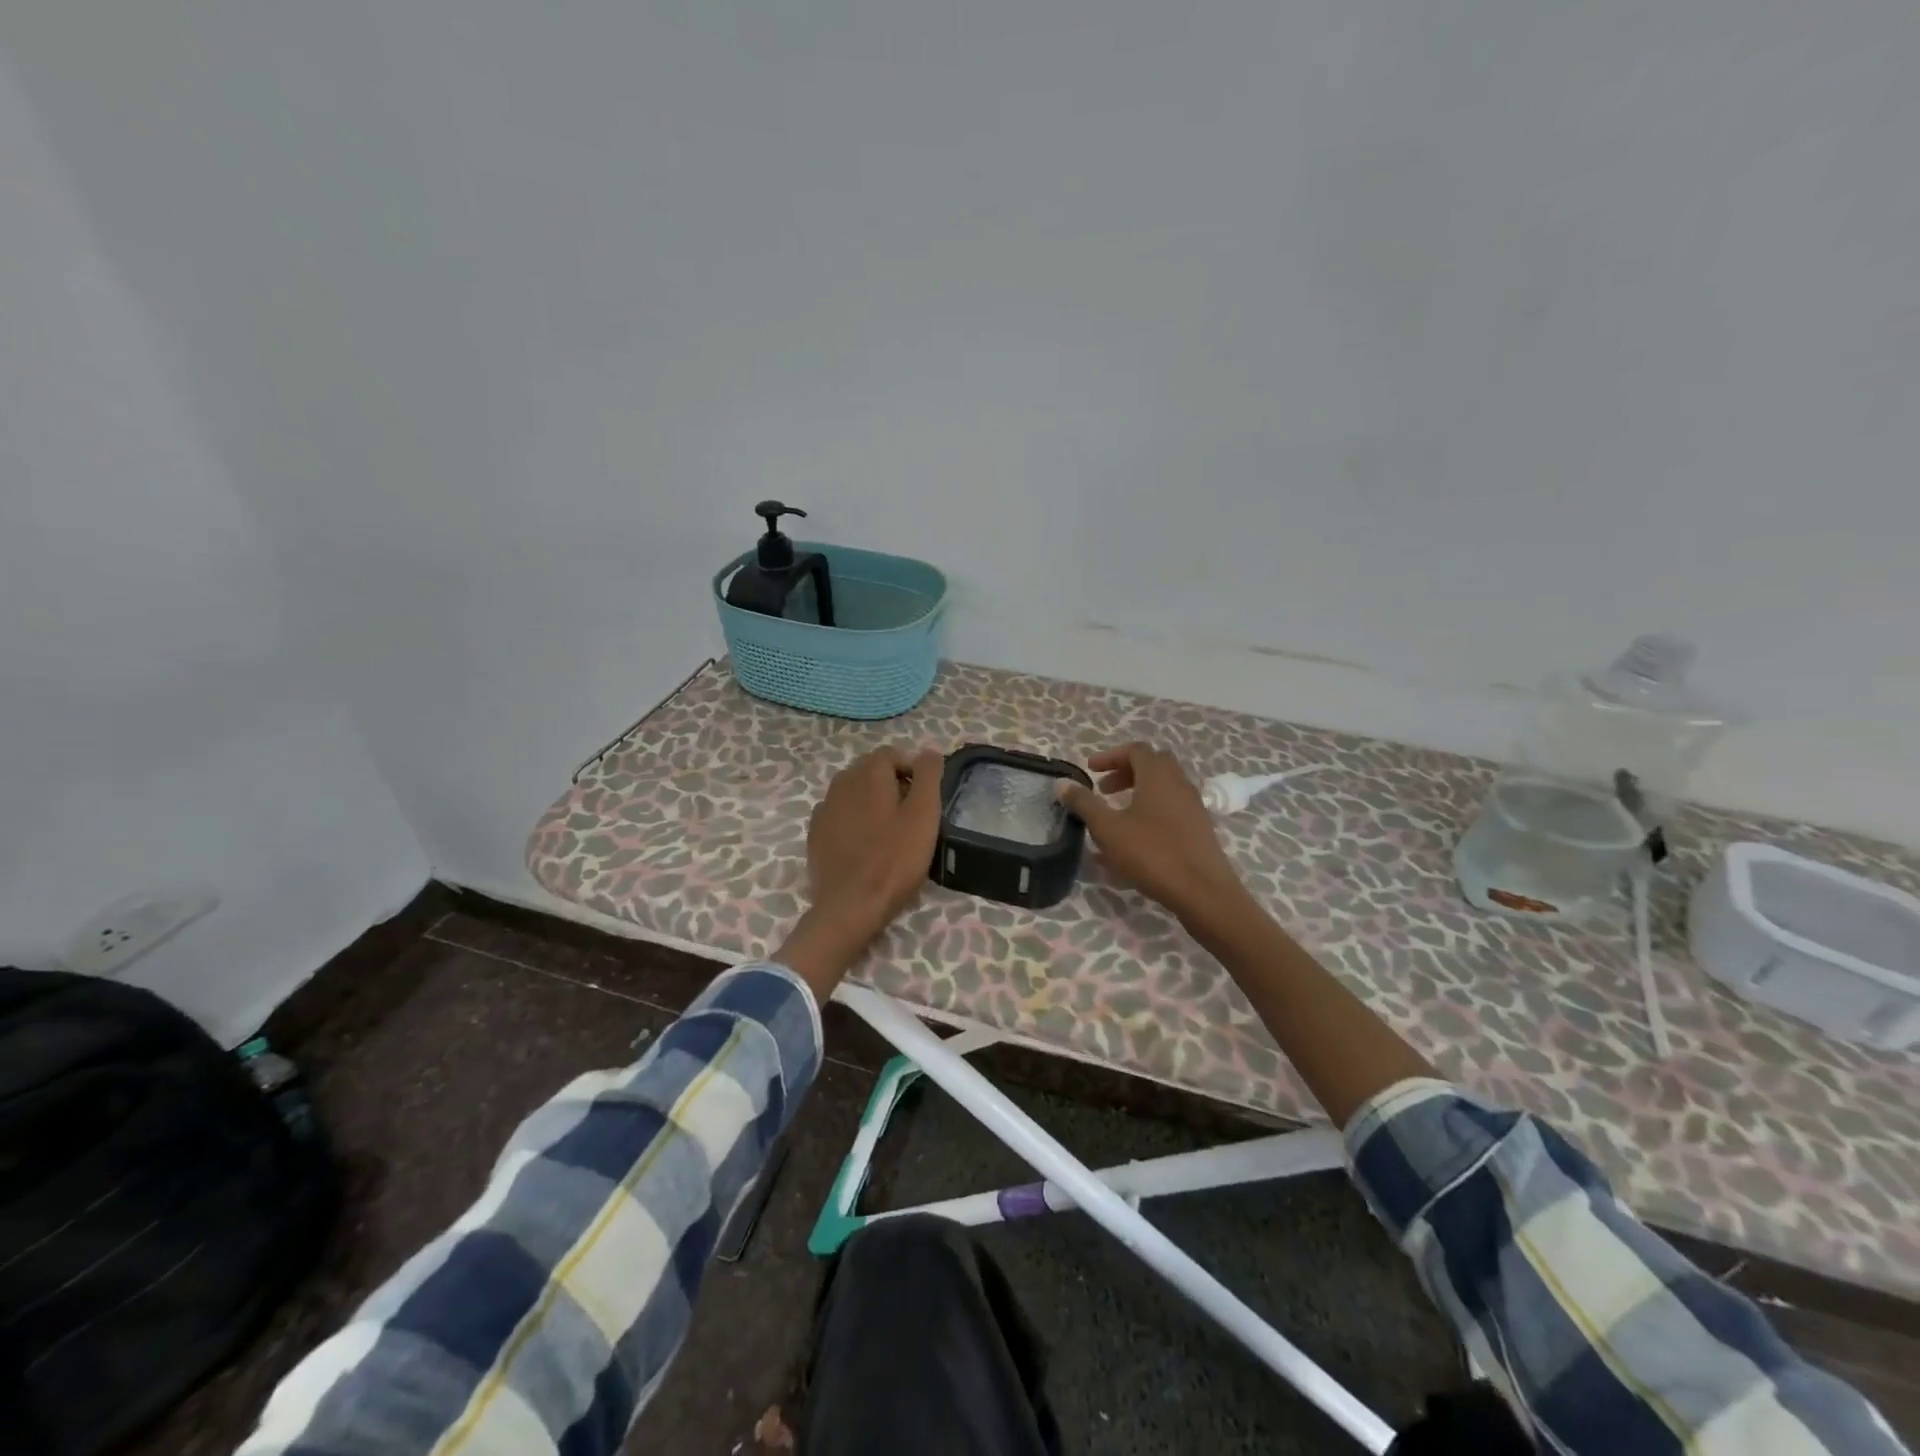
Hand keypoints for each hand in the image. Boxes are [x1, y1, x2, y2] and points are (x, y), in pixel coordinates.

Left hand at [775, 746, 944, 998]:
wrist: (850, 906)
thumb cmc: (894, 859)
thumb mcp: (924, 814)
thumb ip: (929, 776)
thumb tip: (928, 752)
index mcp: (868, 773)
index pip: (892, 754)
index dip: (913, 771)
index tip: (925, 799)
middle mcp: (841, 783)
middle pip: (870, 771)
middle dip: (892, 784)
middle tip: (911, 816)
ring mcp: (824, 809)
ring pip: (853, 793)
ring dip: (871, 802)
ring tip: (889, 832)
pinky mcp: (815, 835)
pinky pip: (840, 816)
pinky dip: (854, 821)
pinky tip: (865, 846)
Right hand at [1057, 743, 1246, 922]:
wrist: (1203, 892)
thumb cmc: (1152, 854)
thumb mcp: (1108, 829)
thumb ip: (1084, 803)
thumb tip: (1062, 782)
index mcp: (1158, 776)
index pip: (1135, 750)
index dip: (1110, 756)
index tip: (1090, 771)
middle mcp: (1179, 784)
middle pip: (1152, 765)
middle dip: (1125, 772)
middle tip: (1104, 790)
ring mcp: (1193, 806)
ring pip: (1163, 787)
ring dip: (1138, 792)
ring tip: (1115, 815)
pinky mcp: (1199, 828)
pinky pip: (1171, 809)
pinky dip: (1150, 812)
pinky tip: (1134, 841)